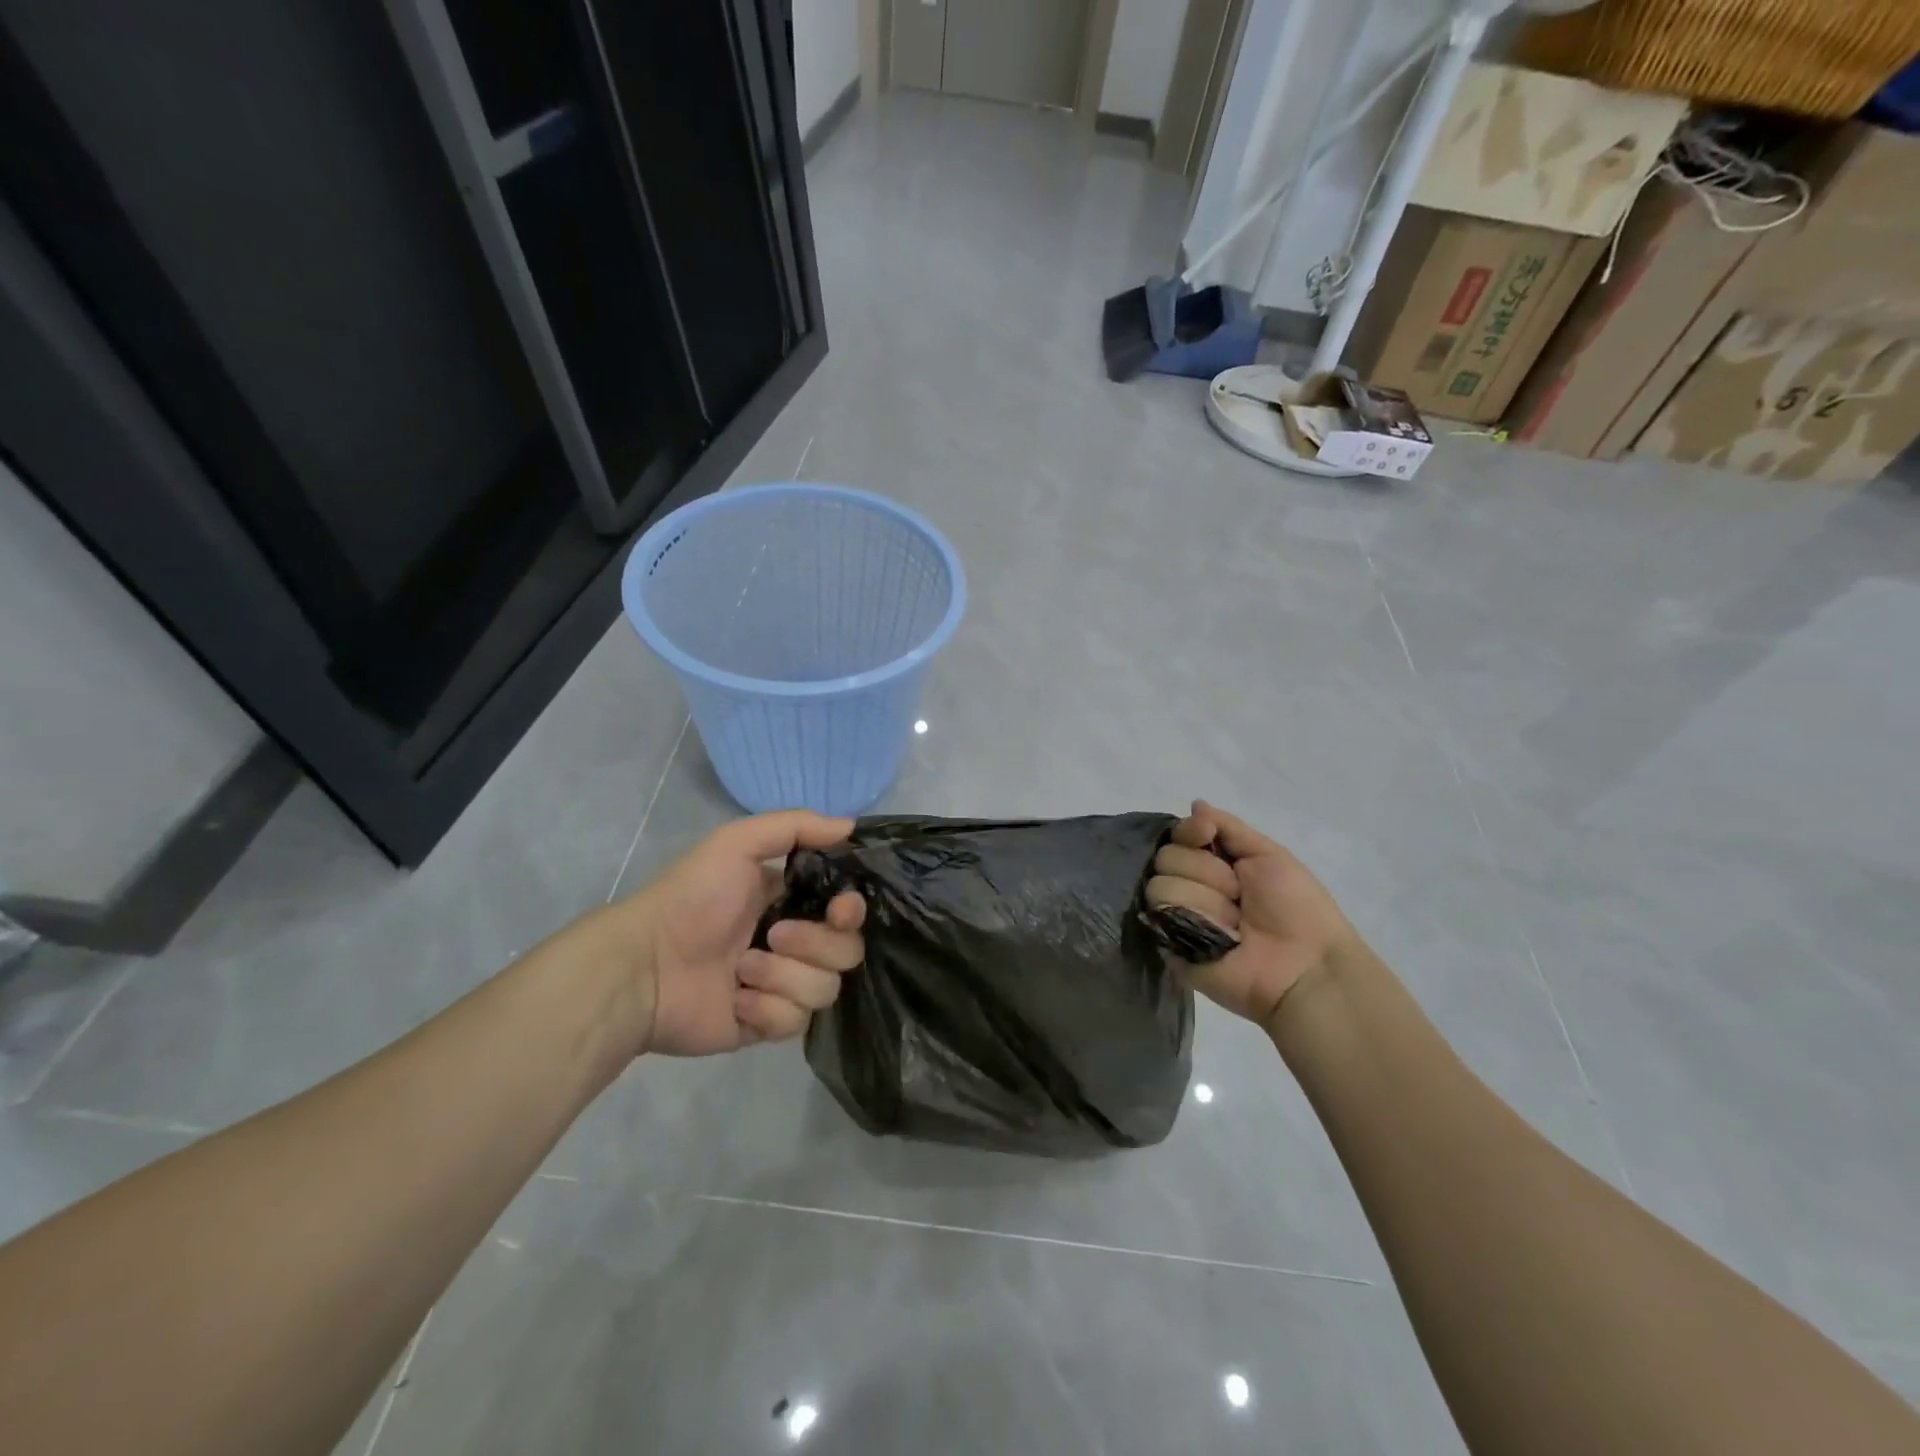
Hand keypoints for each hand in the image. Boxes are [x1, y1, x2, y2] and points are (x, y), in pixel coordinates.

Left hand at [589, 811, 866, 1056]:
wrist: (644, 965)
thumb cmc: (693, 898)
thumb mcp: (737, 842)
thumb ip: (797, 826)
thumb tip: (852, 826)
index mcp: (792, 902)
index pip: (849, 911)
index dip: (852, 912)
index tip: (840, 910)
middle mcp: (795, 944)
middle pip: (846, 952)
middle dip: (814, 944)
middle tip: (773, 937)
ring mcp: (782, 987)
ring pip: (825, 990)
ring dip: (783, 977)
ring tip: (741, 970)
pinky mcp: (766, 1025)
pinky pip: (795, 1023)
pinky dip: (767, 1009)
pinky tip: (735, 1000)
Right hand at [1146, 800, 1362, 1034]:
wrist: (1306, 966)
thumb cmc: (1297, 909)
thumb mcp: (1270, 855)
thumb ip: (1229, 827)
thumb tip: (1195, 804)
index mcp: (1211, 865)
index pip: (1176, 836)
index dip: (1189, 833)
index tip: (1208, 836)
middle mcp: (1188, 887)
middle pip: (1165, 857)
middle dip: (1207, 873)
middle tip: (1239, 895)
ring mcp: (1174, 918)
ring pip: (1160, 886)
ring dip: (1206, 902)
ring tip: (1235, 924)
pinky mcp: (1168, 947)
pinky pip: (1160, 919)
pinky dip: (1196, 923)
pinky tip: (1221, 939)